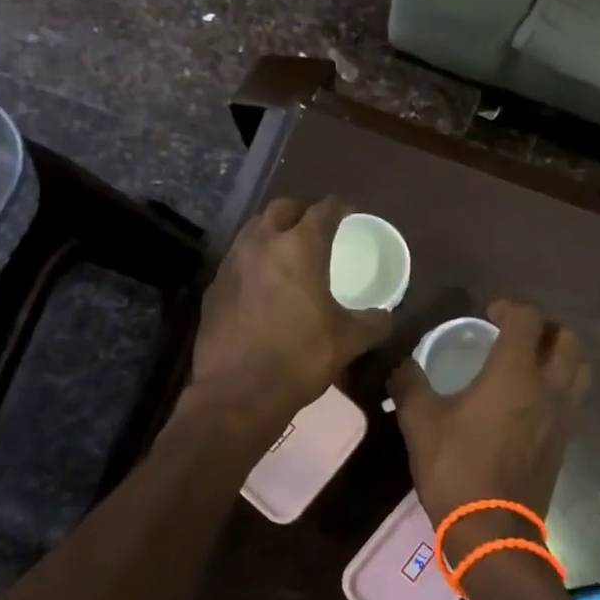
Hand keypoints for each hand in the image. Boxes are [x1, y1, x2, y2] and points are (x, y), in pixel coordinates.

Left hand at [192, 197, 392, 425]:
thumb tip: (385, 316)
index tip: (348, 212)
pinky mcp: (213, 286)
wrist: (238, 392)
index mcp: (299, 247)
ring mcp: (232, 263)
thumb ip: (372, 323)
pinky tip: (261, 283)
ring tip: (288, 251)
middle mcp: (262, 243)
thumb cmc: (299, 357)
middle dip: (301, 211)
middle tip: (316, 226)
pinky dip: (253, 260)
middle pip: (282, 208)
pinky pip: (237, 259)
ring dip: (273, 231)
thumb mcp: (348, 341)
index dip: (339, 207)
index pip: (323, 209)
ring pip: (254, 229)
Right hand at [389, 299, 591, 558]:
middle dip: (544, 327)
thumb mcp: (419, 421)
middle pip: (567, 338)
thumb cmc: (456, 468)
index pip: (527, 320)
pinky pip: (574, 396)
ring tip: (531, 361)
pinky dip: (560, 384)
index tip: (489, 313)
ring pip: (579, 367)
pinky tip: (531, 398)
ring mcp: (563, 415)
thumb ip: (409, 382)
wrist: (492, 530)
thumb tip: (401, 363)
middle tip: (516, 334)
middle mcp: (548, 386)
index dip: (509, 307)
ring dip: (560, 354)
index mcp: (515, 373)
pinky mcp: (566, 440)